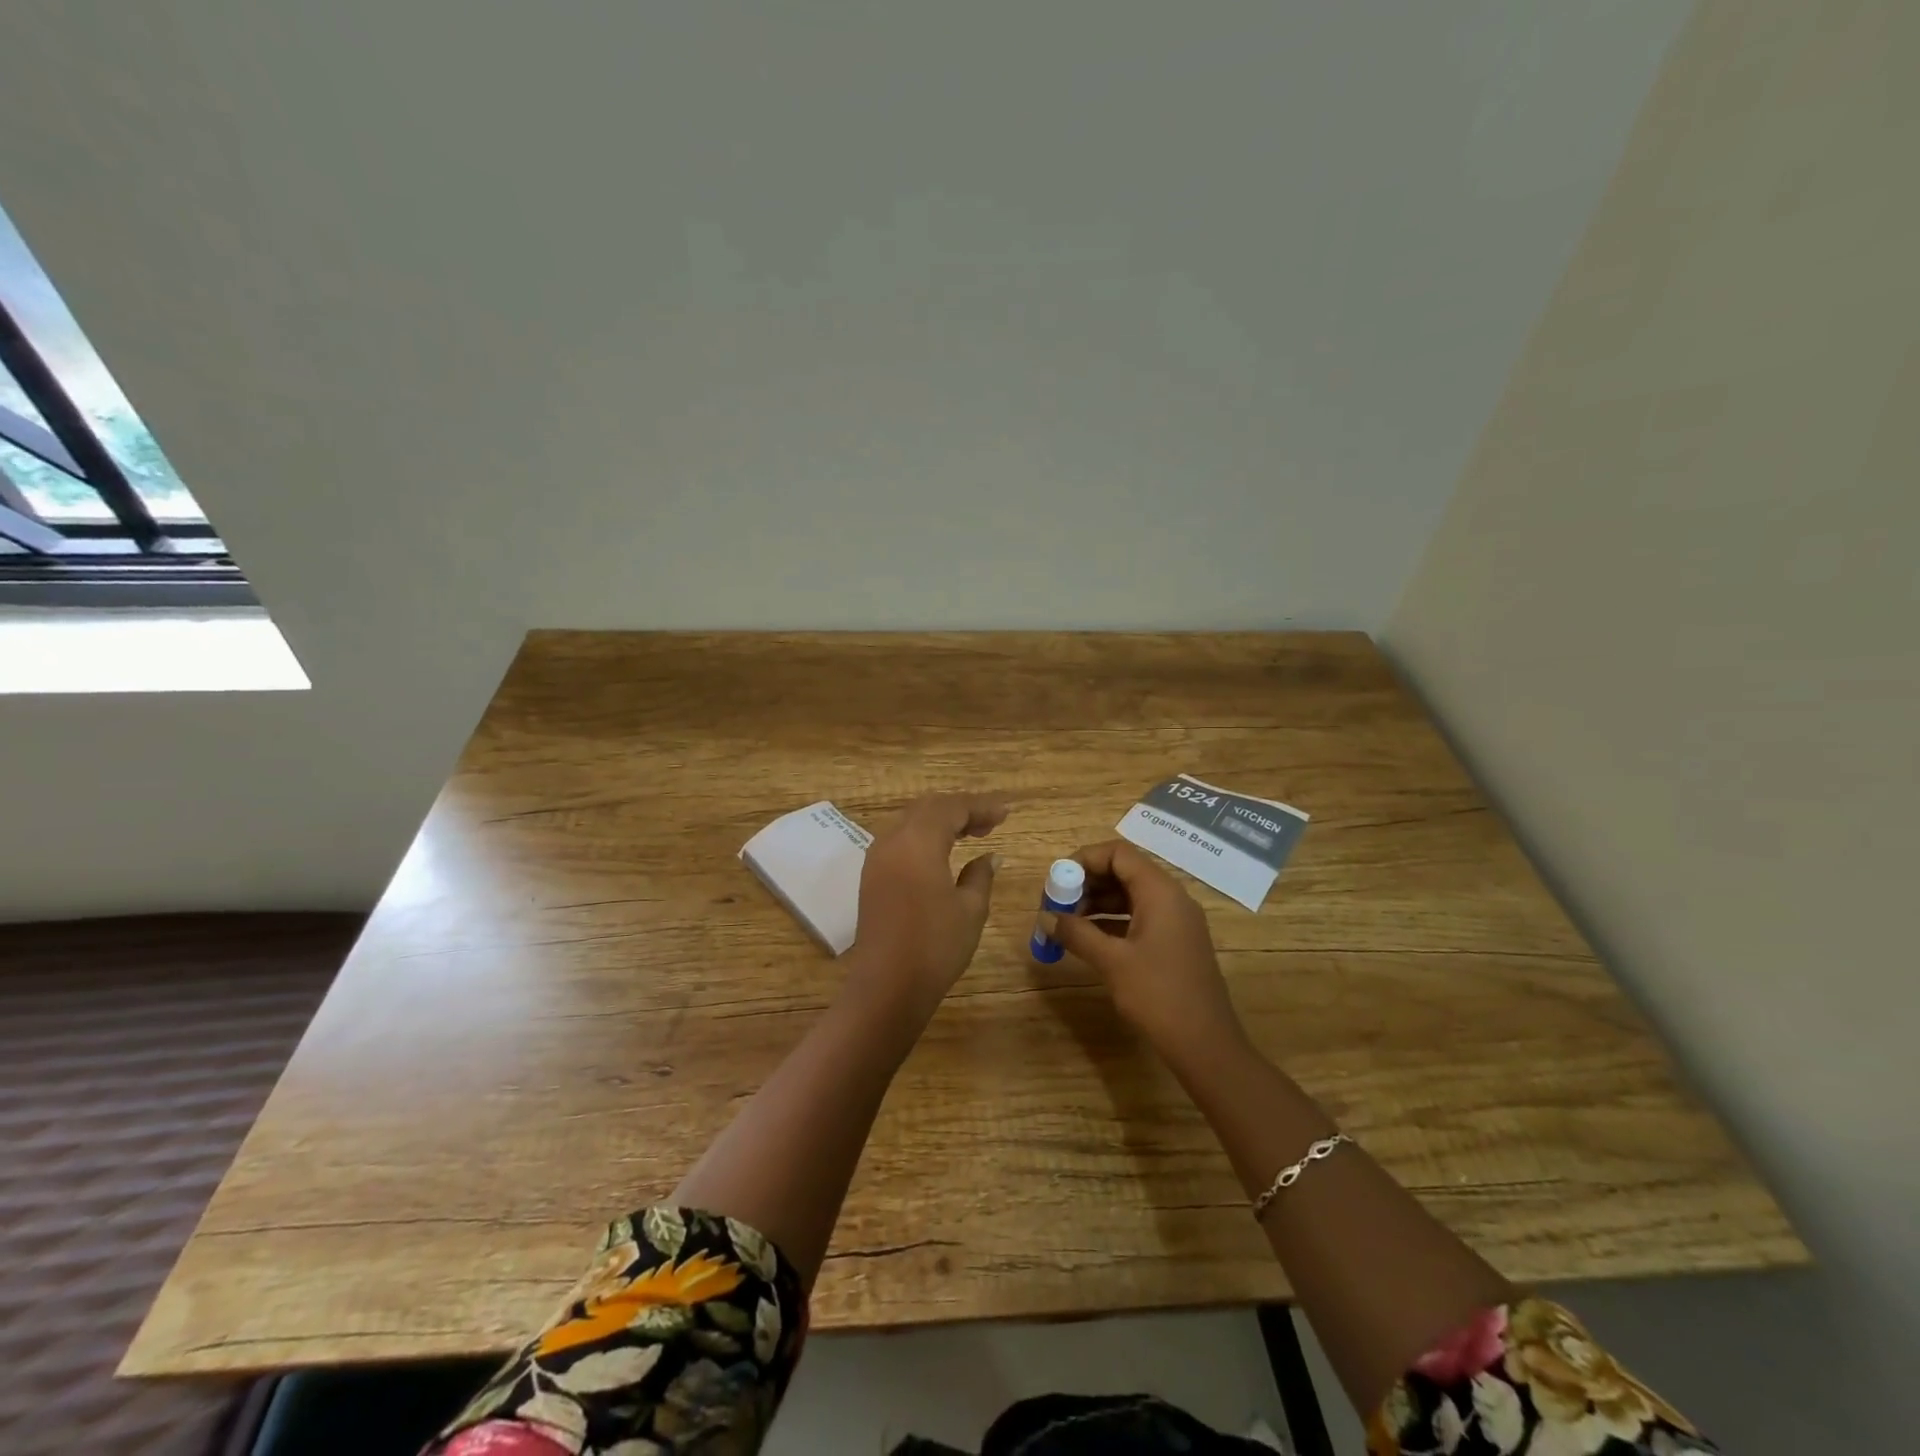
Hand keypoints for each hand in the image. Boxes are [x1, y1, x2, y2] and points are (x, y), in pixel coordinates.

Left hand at [846, 793, 1006, 1020]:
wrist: (887, 986)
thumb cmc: (935, 946)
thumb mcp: (970, 910)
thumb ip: (980, 875)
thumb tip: (991, 857)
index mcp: (918, 842)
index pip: (952, 808)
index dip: (981, 807)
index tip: (1005, 814)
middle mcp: (892, 840)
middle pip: (927, 808)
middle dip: (959, 809)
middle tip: (989, 823)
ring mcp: (876, 858)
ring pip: (910, 821)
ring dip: (939, 821)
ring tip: (969, 834)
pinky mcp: (871, 877)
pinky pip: (899, 840)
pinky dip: (922, 836)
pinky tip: (941, 853)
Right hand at [1050, 840, 1246, 1068]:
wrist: (1206, 1045)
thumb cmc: (1158, 995)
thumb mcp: (1112, 962)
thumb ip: (1077, 933)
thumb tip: (1046, 918)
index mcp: (1160, 891)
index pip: (1118, 853)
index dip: (1084, 860)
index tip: (1057, 881)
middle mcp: (1171, 897)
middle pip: (1123, 871)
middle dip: (1087, 883)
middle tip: (1057, 904)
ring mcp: (1176, 921)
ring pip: (1130, 895)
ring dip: (1097, 903)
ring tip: (1066, 922)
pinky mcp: (1175, 942)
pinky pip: (1139, 916)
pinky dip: (1112, 921)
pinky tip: (1088, 938)